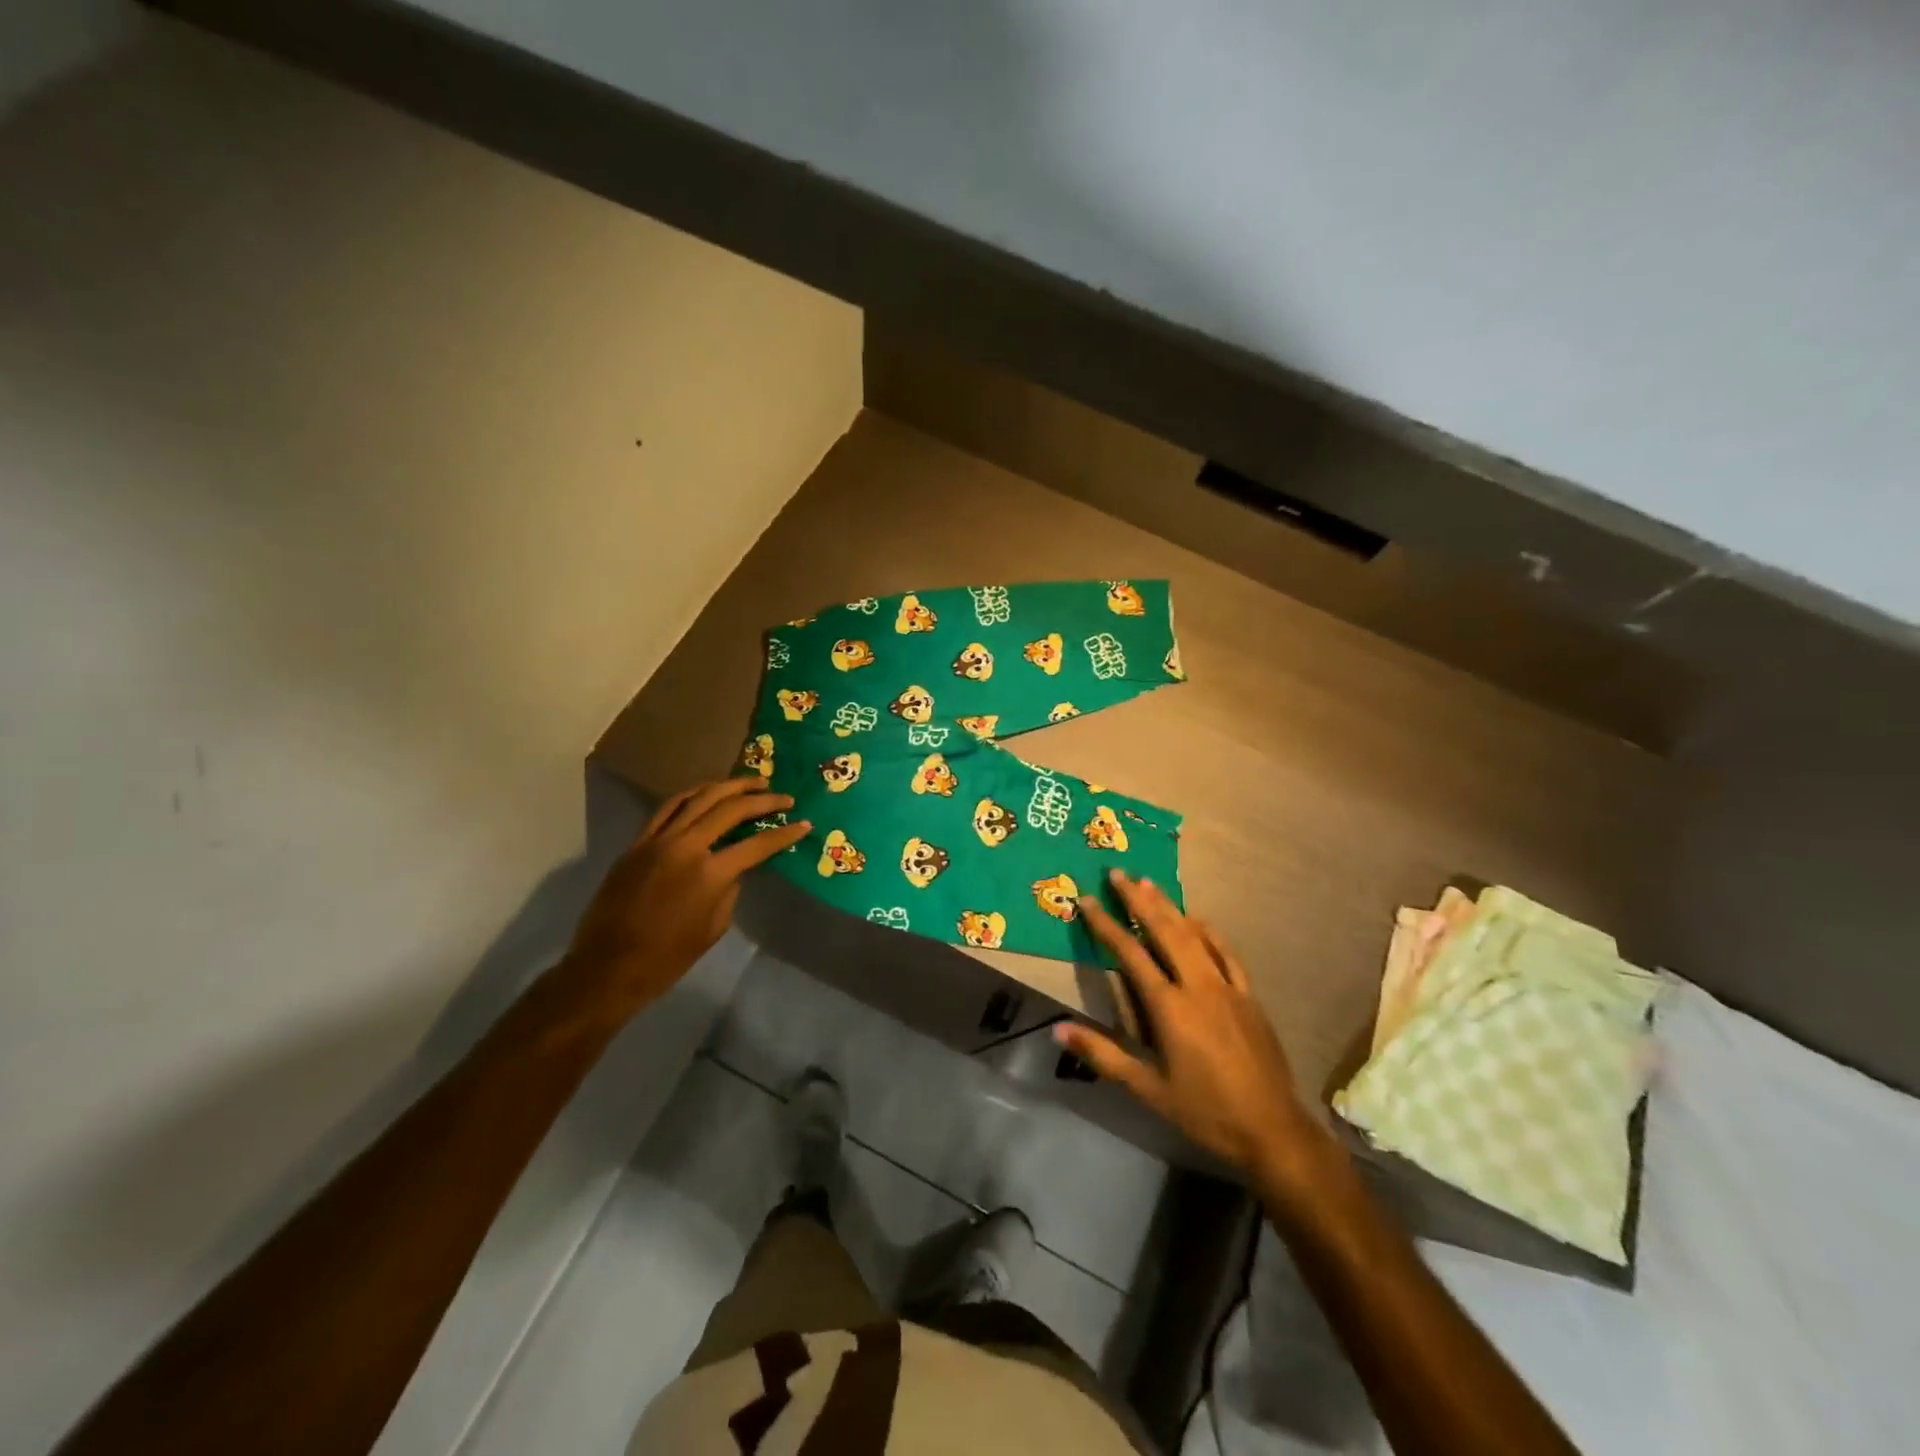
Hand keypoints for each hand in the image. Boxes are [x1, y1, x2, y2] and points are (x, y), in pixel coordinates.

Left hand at [565, 777, 809, 1012]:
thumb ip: (731, 887)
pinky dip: (692, 795)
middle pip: (731, 809)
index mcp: (710, 874)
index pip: (758, 844)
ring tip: (753, 783)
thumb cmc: (669, 957)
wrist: (608, 967)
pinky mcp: (638, 842)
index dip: (784, 834)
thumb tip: (738, 864)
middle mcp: (686, 847)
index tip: (804, 824)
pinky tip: (708, 791)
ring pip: (699, 798)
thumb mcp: (715, 926)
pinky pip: (668, 808)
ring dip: (730, 786)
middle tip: (784, 798)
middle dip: (763, 800)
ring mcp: (658, 840)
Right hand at [1056, 872, 1319, 1183]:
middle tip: (1118, 873)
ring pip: (1194, 935)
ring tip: (1149, 883)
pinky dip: (1209, 931)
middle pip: (1164, 931)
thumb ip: (1103, 1054)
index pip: (1130, 954)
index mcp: (1169, 1007)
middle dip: (1139, 900)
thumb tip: (1058, 1029)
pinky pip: (1226, 953)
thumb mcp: (1147, 1088)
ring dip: (1170, 907)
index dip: (1106, 925)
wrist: (1271, 1130)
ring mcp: (1227, 987)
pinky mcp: (1249, 996)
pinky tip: (1199, 919)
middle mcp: (1197, 986)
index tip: (1088, 900)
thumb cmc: (1204, 1111)